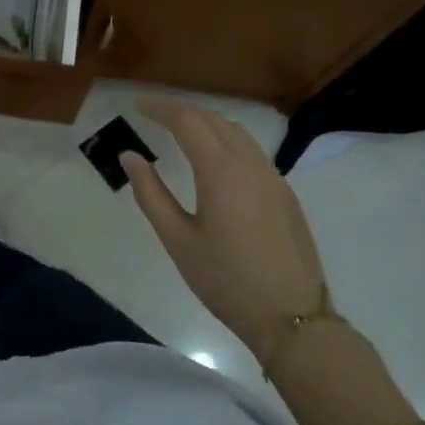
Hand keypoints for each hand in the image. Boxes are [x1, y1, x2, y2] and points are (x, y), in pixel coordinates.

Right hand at [123, 95, 328, 357]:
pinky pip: (252, 151)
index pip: (187, 121)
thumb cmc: (226, 281)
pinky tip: (214, 160)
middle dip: (182, 111)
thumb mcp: (178, 240)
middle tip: (153, 114)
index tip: (137, 105)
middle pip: (214, 120)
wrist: (293, 319)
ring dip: (207, 123)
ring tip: (180, 130)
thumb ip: (150, 193)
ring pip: (237, 133)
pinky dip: (226, 141)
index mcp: (221, 171)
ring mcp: (273, 178)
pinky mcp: (285, 195)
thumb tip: (130, 156)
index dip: (160, 108)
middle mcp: (251, 164)